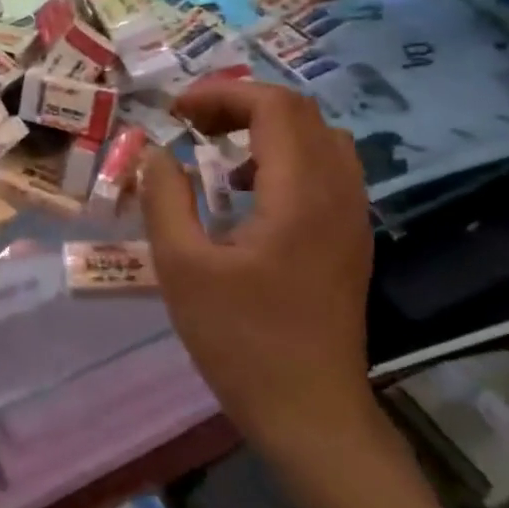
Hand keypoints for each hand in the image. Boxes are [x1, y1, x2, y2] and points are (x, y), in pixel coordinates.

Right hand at [139, 78, 377, 462]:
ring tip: (219, 153)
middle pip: (301, 114)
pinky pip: (327, 171)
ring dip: (267, 130)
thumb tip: (156, 154)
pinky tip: (249, 195)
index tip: (176, 113)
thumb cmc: (240, 341)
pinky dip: (286, 159)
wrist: (310, 413)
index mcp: (300, 195)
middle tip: (192, 126)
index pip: (275, 106)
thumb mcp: (182, 268)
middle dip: (241, 105)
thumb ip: (164, 200)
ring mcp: (352, 218)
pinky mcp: (350, 240)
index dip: (222, 95)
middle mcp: (338, 195)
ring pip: (321, 140)